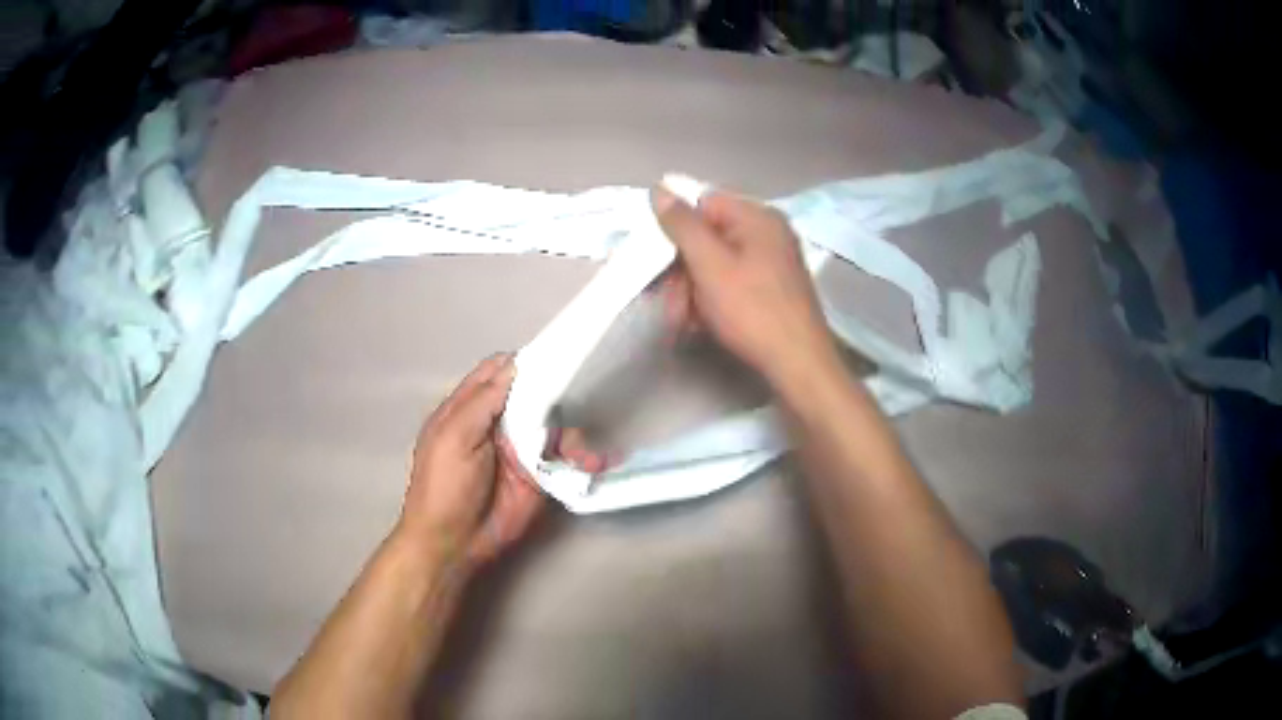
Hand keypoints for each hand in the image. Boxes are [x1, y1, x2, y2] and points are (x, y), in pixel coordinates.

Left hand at [398, 354, 605, 568]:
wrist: (454, 543)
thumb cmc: (444, 485)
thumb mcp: (455, 436)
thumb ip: (484, 400)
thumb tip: (515, 365)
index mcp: (470, 408)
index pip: (498, 372)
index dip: (521, 363)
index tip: (552, 355)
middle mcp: (497, 423)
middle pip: (532, 394)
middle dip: (555, 392)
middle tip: (580, 391)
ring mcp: (520, 449)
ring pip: (553, 424)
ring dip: (571, 428)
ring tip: (582, 446)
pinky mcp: (539, 475)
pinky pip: (564, 457)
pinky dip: (582, 456)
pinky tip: (596, 461)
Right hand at [651, 186, 840, 391]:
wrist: (797, 364)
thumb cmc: (752, 310)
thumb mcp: (710, 264)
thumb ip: (682, 225)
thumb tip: (659, 188)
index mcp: (758, 217)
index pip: (704, 204)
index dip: (678, 231)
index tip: (660, 262)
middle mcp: (768, 233)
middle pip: (709, 237)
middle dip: (683, 271)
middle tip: (670, 303)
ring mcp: (773, 262)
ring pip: (717, 264)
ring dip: (692, 291)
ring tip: (682, 321)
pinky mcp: (773, 289)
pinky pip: (732, 283)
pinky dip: (712, 301)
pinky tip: (700, 325)